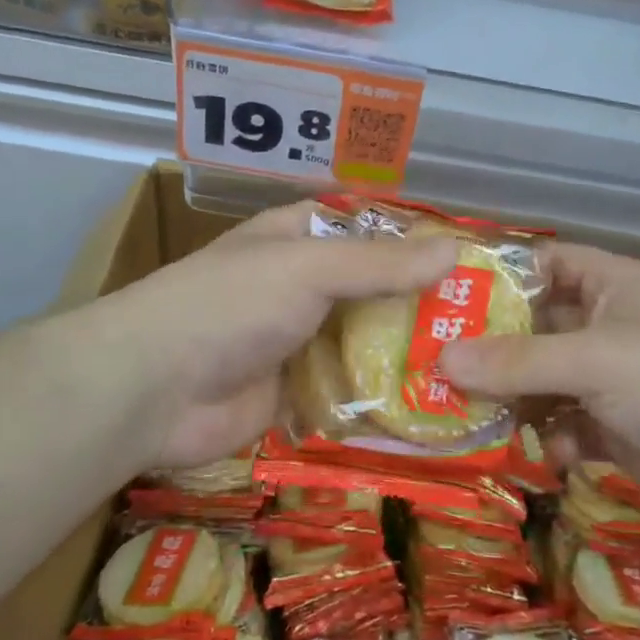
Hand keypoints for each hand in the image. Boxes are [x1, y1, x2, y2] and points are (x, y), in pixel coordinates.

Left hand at [81, 201, 458, 470]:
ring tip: (471, 368)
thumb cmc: (231, 304)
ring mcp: (294, 342)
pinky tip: (430, 411)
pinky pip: (345, 392)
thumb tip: (454, 249)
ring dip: (403, 356)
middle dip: (416, 305)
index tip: (465, 257)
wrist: (153, 387)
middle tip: (486, 323)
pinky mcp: (292, 395)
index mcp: (294, 240)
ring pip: (360, 344)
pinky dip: (378, 400)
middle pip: (368, 290)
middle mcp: (297, 287)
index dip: (407, 238)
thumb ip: (379, 265)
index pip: (361, 228)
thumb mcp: (308, 269)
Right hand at [438, 243, 639, 532]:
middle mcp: (603, 324)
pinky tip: (537, 452)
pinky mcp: (613, 428)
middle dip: (488, 346)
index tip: (440, 295)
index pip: (539, 263)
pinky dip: (546, 437)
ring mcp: (608, 379)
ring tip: (461, 412)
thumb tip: (440, 359)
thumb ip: (517, 362)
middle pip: (531, 326)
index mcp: (607, 284)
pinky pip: (562, 425)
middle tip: (430, 362)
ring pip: (541, 380)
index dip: (494, 274)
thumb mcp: (595, 360)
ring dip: (509, 397)